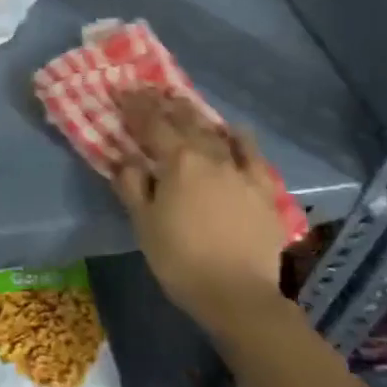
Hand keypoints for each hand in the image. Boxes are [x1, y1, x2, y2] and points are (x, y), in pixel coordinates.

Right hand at [110, 89, 290, 343]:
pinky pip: (251, 153)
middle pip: (184, 120)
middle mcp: (209, 155)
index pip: (152, 124)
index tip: (124, 92)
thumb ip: (132, 185)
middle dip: (164, 103)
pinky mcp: (263, 188)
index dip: (136, 106)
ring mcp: (239, 170)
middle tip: (150, 91)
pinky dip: (239, 137)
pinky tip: (233, 130)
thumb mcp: (144, 224)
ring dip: (196, 115)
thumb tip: (125, 158)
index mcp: (177, 162)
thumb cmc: (181, 260)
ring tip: (183, 104)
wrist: (237, 295)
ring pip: (215, 131)